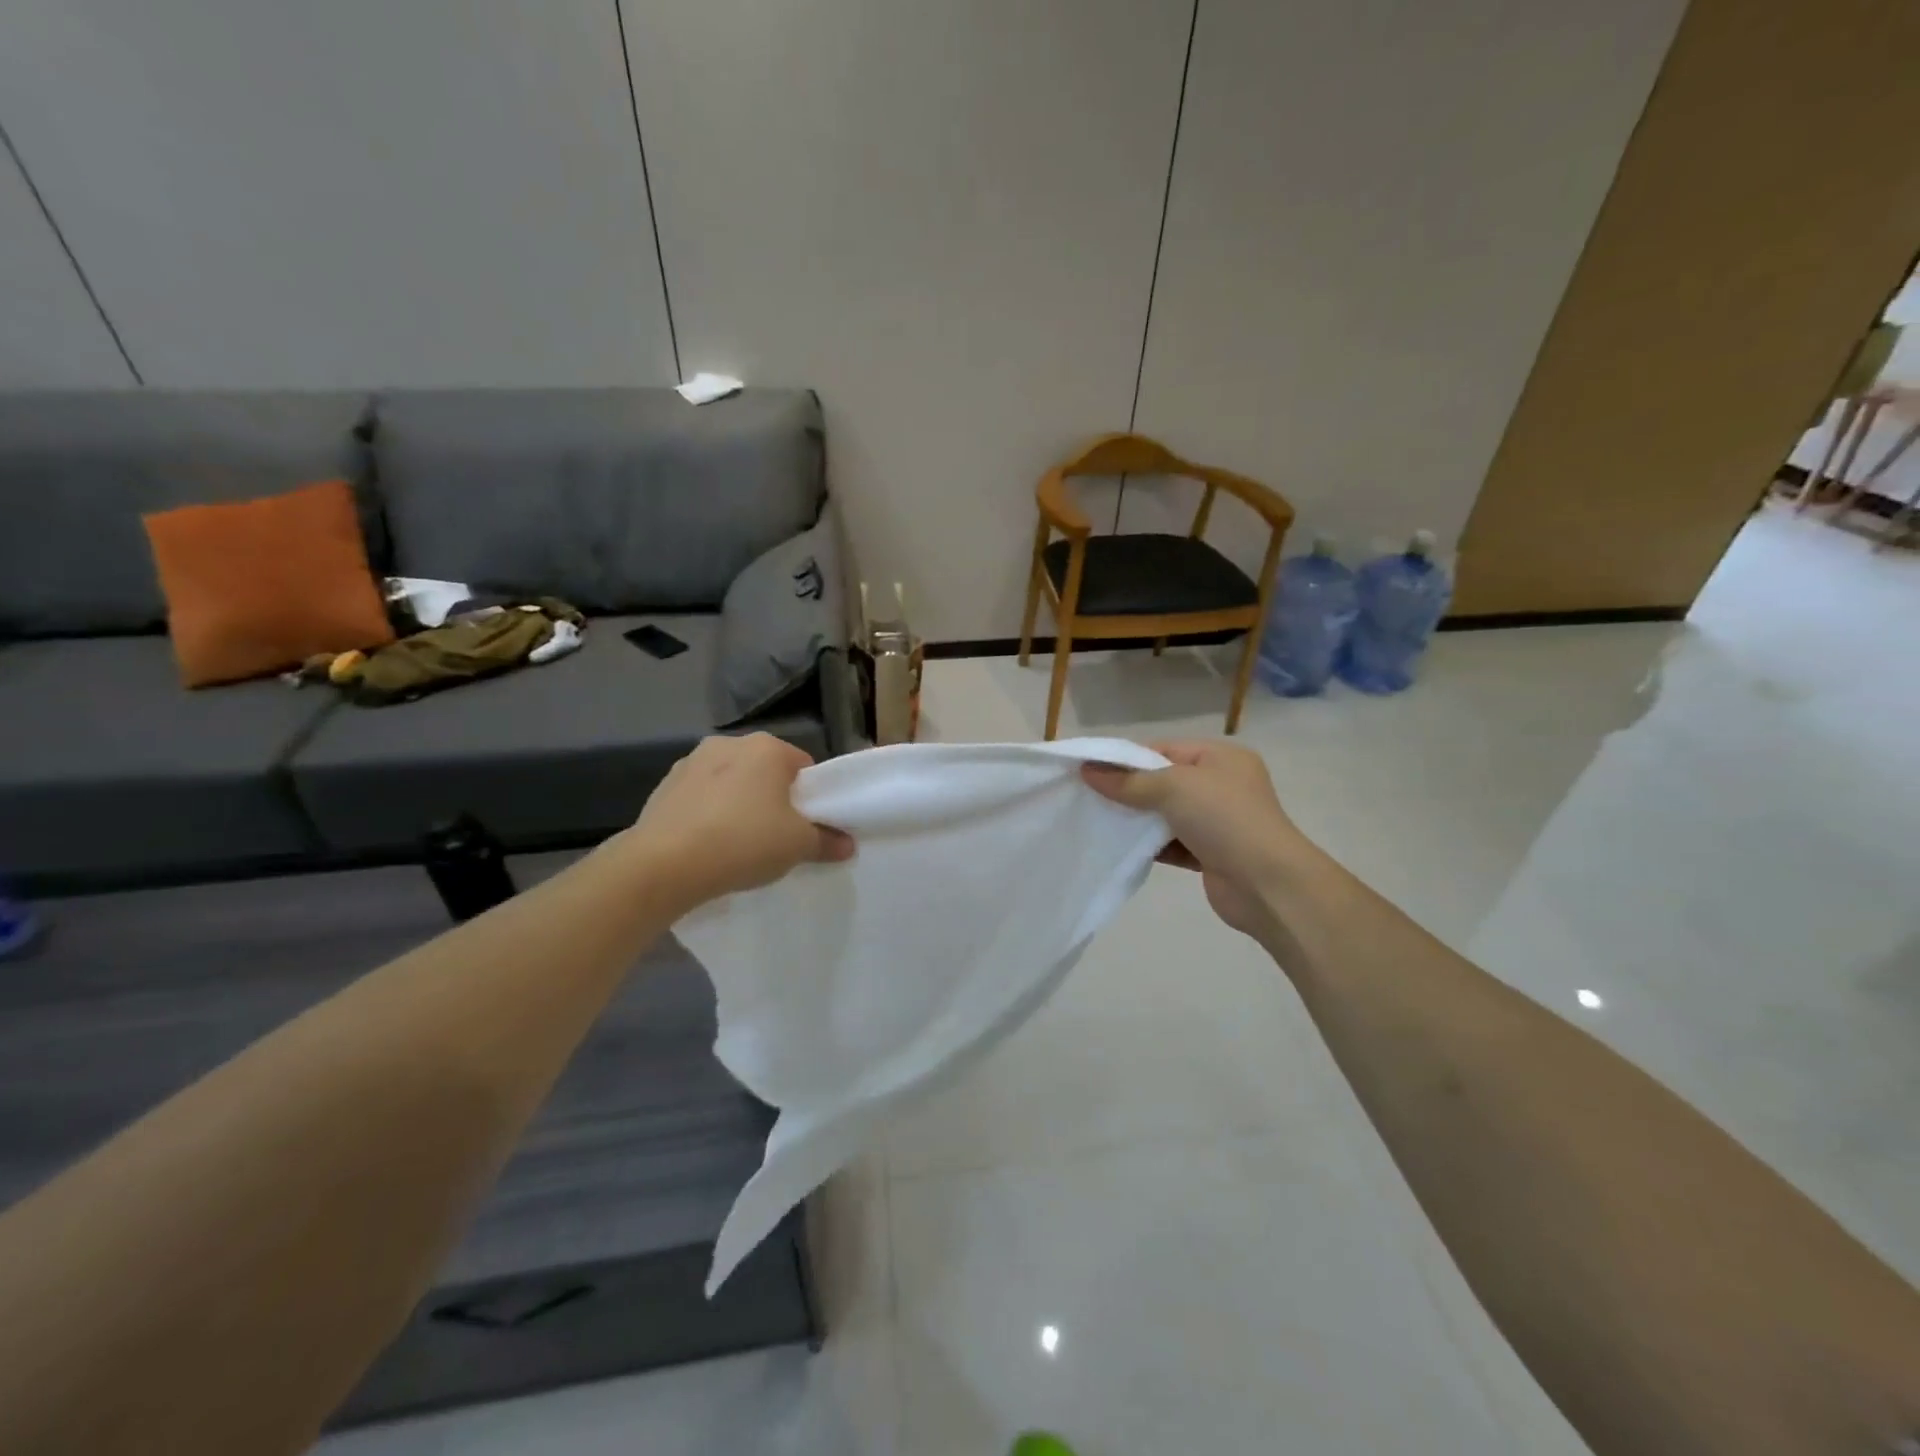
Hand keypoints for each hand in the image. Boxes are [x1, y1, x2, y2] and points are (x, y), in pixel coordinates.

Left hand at [627, 734, 853, 908]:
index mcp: (767, 748)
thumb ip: (827, 841)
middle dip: (772, 798)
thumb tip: (847, 845)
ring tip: (737, 843)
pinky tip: (707, 844)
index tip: (806, 826)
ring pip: (730, 782)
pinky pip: (700, 798)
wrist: (663, 865)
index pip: (803, 767)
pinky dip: (708, 814)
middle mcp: (728, 743)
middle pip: (765, 771)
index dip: (810, 797)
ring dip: (737, 804)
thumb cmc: (744, 842)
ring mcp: (691, 762)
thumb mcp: (798, 846)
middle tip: (775, 836)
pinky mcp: (663, 786)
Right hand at [1082, 740, 1318, 942]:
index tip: (1090, 770)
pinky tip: (1122, 848)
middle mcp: (1222, 785)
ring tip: (1098, 822)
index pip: (1164, 749)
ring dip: (1137, 820)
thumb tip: (1087, 771)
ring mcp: (1218, 822)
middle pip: (1163, 781)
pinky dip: (1151, 845)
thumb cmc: (1224, 819)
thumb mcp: (1173, 788)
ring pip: (1166, 814)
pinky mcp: (1211, 854)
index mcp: (1220, 758)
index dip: (1127, 758)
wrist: (1267, 884)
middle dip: (1128, 789)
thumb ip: (1128, 781)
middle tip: (1089, 797)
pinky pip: (1172, 843)